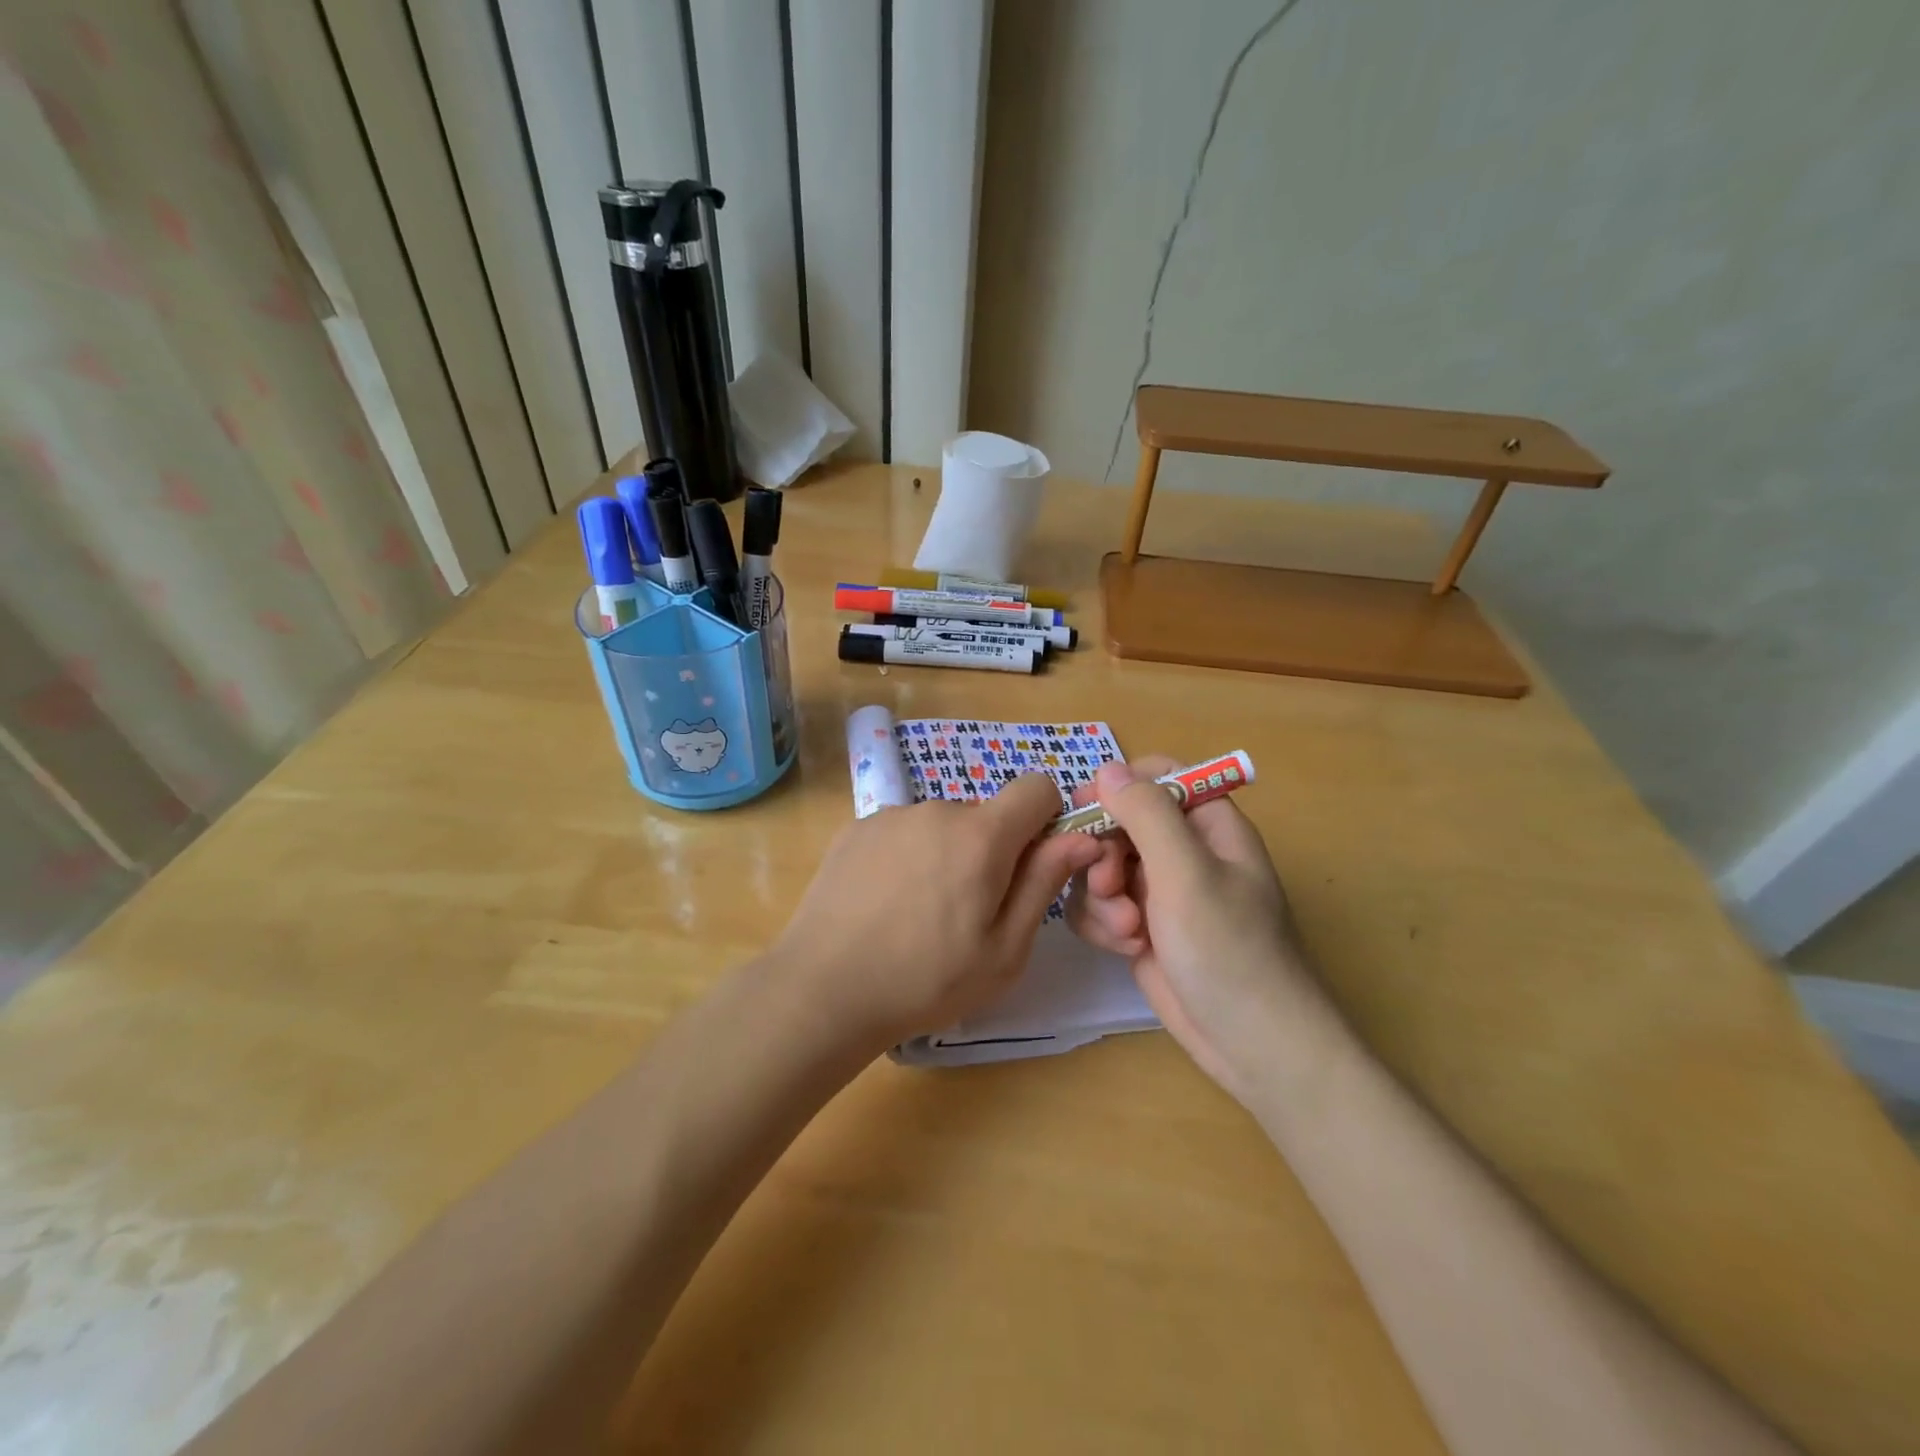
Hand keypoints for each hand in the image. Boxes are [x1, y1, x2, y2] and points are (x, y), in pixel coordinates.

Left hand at [771, 775, 1103, 1052]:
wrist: (823, 990)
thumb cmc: (927, 979)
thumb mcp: (1005, 948)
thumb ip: (1044, 883)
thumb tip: (1082, 838)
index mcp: (981, 834)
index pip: (1037, 787)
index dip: (1047, 820)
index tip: (1033, 864)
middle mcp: (936, 809)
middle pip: (985, 815)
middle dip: (991, 850)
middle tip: (969, 911)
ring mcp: (890, 815)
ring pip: (941, 826)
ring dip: (946, 855)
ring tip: (919, 914)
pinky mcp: (855, 829)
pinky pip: (902, 833)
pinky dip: (907, 858)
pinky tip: (884, 905)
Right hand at [1066, 758, 1331, 1103]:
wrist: (1251, 1044)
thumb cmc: (1228, 950)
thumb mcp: (1187, 873)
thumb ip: (1146, 813)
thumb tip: (1107, 768)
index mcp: (1208, 824)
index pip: (1157, 776)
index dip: (1119, 787)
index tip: (1086, 809)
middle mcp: (1183, 851)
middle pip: (1119, 822)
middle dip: (1105, 854)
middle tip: (1108, 885)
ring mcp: (1161, 891)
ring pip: (1102, 866)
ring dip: (1102, 895)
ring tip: (1127, 930)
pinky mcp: (1142, 928)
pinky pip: (1100, 905)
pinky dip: (1103, 923)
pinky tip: (1125, 949)